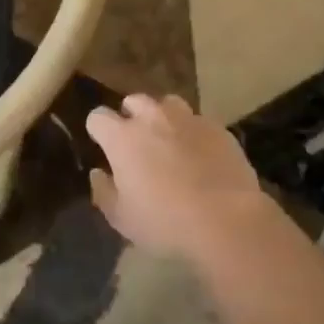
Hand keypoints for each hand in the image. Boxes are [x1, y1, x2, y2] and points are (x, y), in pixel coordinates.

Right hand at [85, 95, 274, 263]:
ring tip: (169, 140)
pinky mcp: (217, 128)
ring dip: (163, 117)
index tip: (103, 145)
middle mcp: (153, 118)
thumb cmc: (165, 222)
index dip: (98, 129)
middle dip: (131, 116)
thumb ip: (103, 191)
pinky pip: (197, 121)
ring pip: (168, 104)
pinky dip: (192, 132)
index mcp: (123, 138)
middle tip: (137, 143)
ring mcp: (188, 119)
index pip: (98, 117)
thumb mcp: (122, 218)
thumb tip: (98, 173)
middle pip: (134, 101)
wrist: (226, 220)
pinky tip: (200, 154)